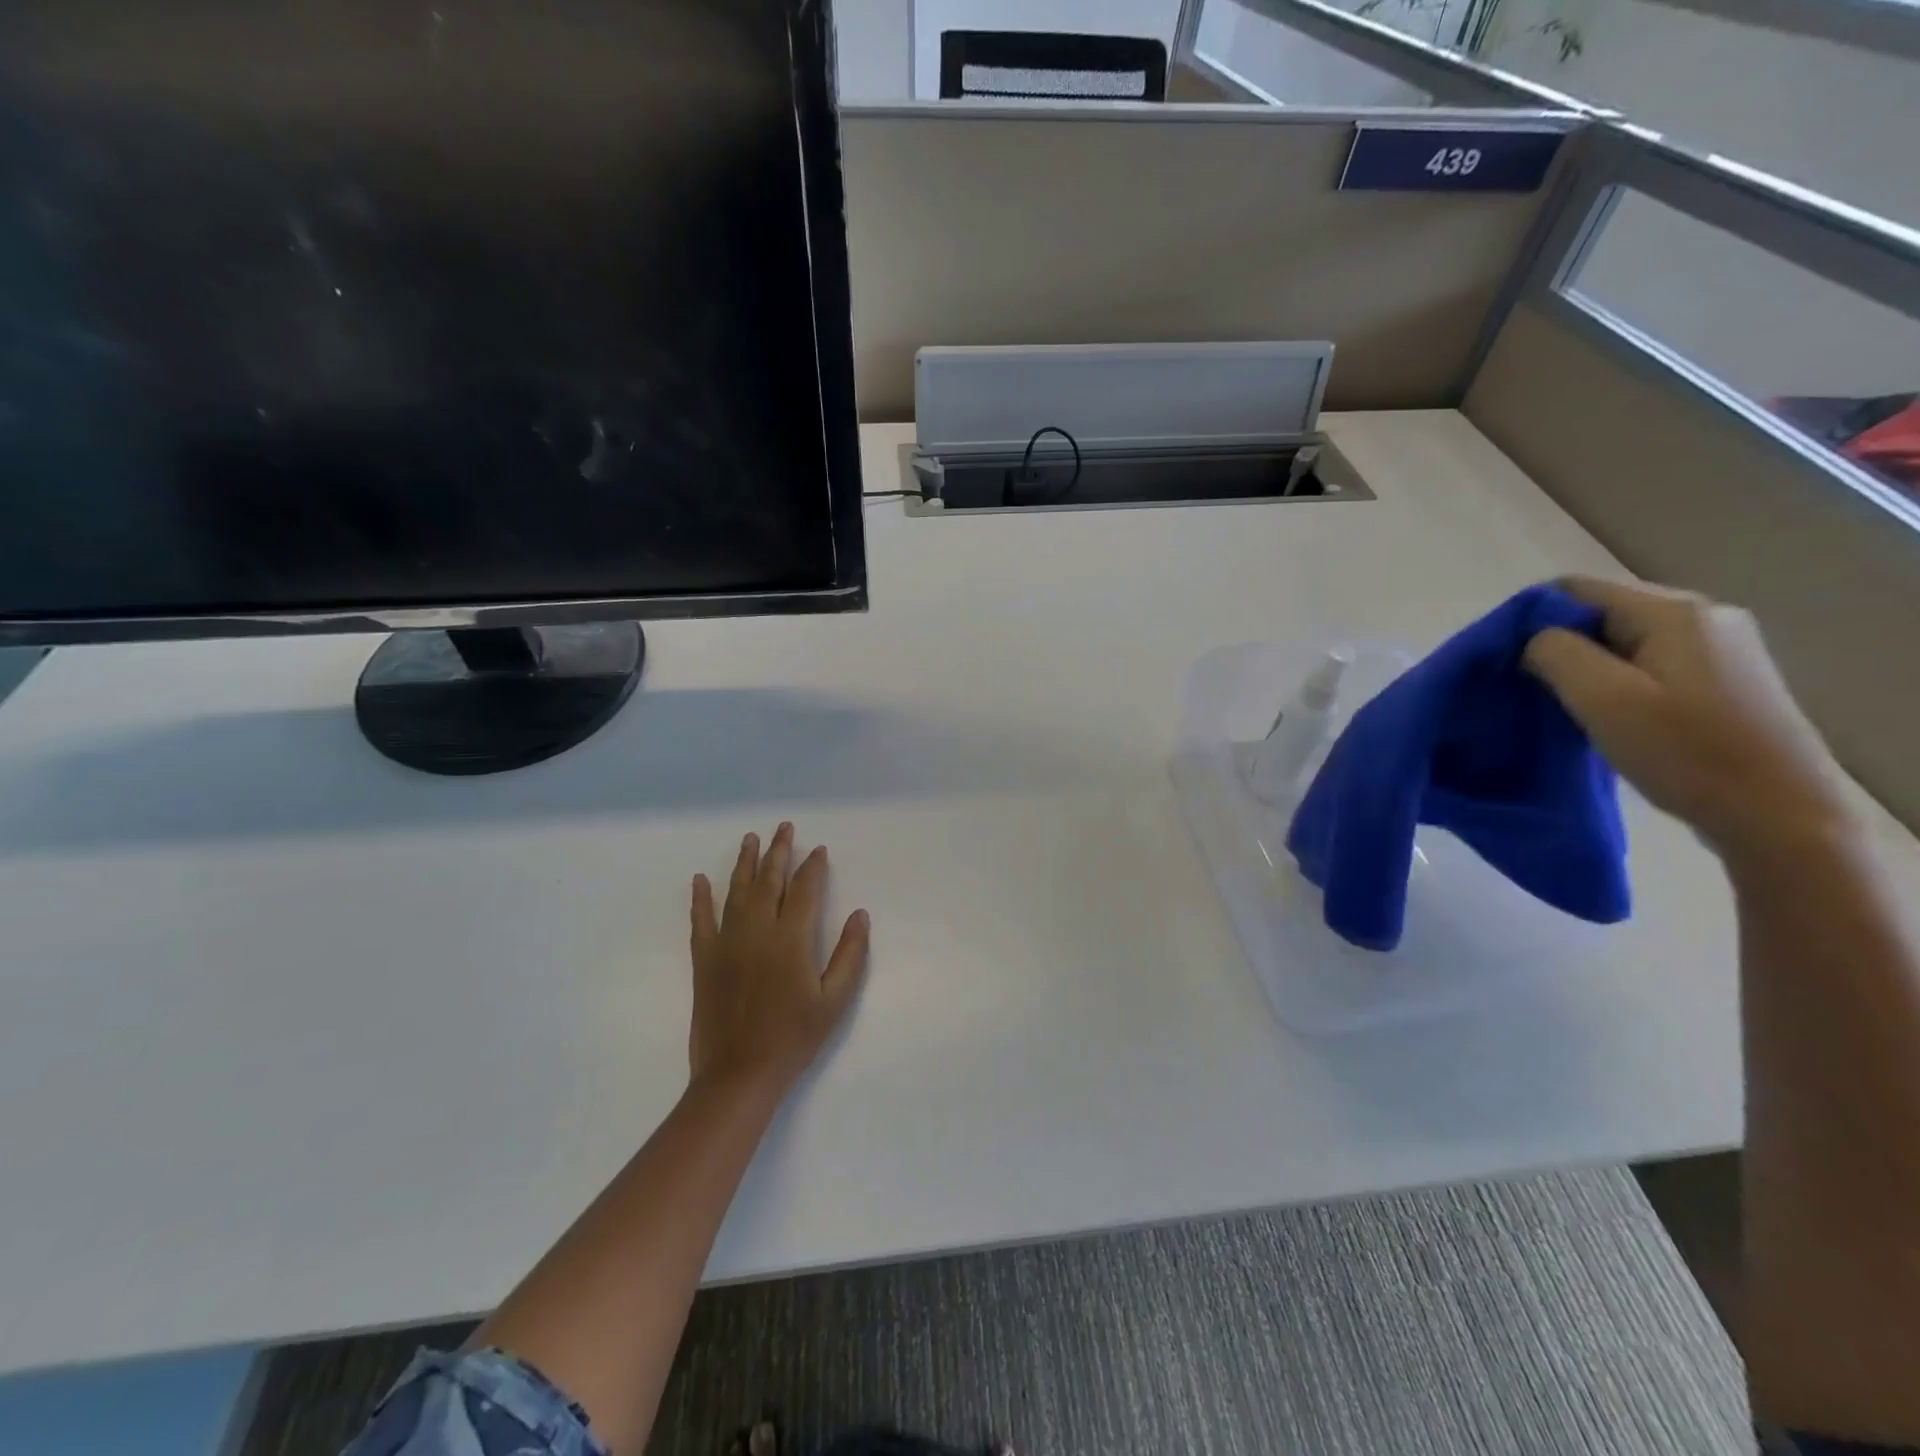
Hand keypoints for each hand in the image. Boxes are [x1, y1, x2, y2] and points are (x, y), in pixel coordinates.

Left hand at [689, 822, 870, 1098]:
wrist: (739, 1074)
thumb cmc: (793, 1037)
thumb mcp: (834, 1000)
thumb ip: (850, 954)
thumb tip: (861, 914)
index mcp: (792, 939)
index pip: (804, 890)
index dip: (813, 867)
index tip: (818, 849)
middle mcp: (758, 930)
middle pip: (769, 881)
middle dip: (779, 851)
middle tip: (784, 827)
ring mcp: (727, 942)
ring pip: (737, 891)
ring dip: (745, 863)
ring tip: (751, 838)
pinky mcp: (705, 959)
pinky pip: (701, 919)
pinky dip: (701, 898)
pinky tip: (700, 879)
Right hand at [1524, 577, 1852, 858]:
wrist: (1779, 813)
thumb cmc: (1685, 752)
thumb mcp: (1603, 698)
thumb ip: (1556, 653)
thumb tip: (1533, 639)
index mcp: (1674, 611)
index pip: (1575, 589)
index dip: (1529, 618)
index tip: (1504, 661)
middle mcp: (1702, 616)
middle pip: (1600, 611)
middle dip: (1555, 643)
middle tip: (1526, 686)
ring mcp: (1718, 647)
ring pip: (1621, 639)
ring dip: (1583, 665)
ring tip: (1560, 703)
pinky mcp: (1720, 678)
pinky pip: (1646, 661)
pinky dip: (1612, 679)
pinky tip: (1602, 712)